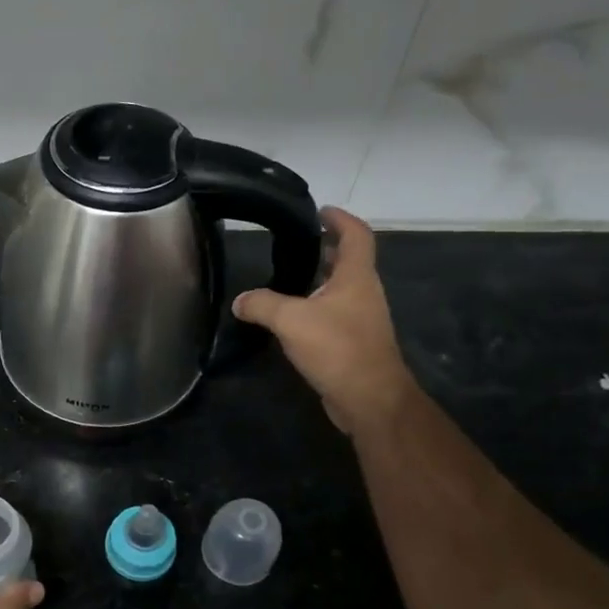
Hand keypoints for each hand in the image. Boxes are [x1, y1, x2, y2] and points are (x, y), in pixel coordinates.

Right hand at [233, 206, 412, 435]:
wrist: (369, 398)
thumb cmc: (337, 348)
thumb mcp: (291, 320)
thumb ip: (262, 304)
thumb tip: (240, 301)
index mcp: (356, 277)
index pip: (356, 235)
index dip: (340, 219)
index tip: (320, 211)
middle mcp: (364, 293)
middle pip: (349, 261)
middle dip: (327, 248)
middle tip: (297, 243)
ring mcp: (361, 319)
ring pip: (340, 289)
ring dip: (320, 279)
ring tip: (288, 277)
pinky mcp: (353, 343)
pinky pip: (333, 315)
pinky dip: (316, 307)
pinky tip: (292, 318)